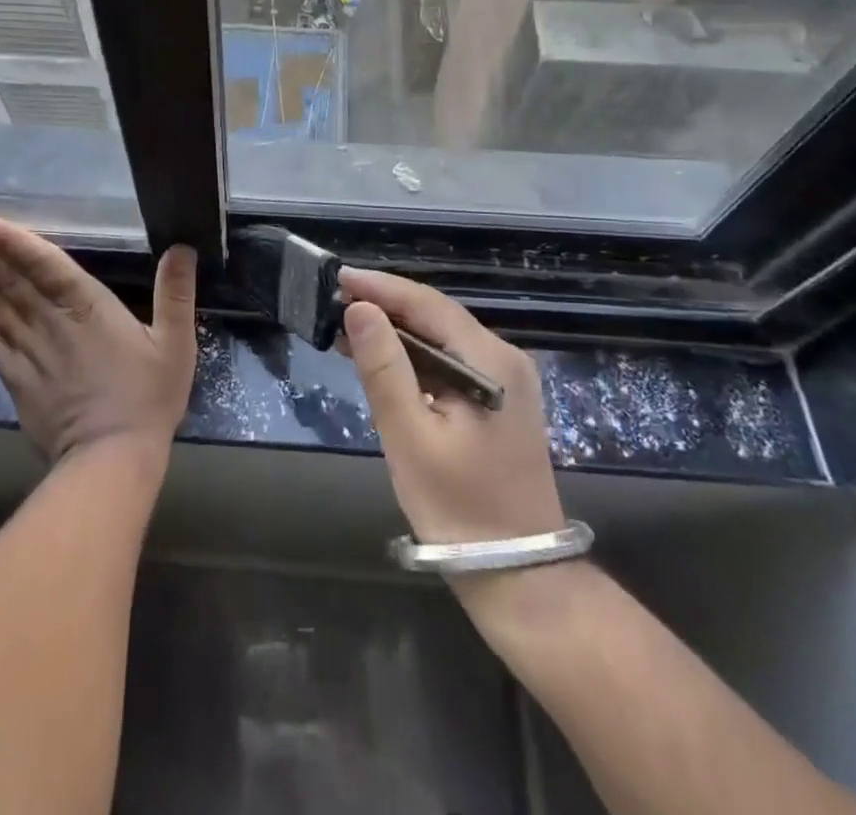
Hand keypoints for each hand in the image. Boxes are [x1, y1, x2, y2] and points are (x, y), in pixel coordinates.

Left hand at [0, 216, 197, 463]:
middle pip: (8, 281)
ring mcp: (29, 351)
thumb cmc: (147, 397)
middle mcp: (51, 322)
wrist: (110, 460)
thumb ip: (176, 293)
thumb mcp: (175, 343)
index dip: (10, 240)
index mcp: (87, 307)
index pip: (42, 263)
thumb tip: (182, 246)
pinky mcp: (18, 379)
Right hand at [339, 267, 563, 546]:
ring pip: (442, 339)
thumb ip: (384, 368)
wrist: (520, 577)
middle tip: (335, 301)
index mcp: (491, 361)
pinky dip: (413, 357)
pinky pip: (450, 362)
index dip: (381, 287)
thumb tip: (359, 308)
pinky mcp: (499, 403)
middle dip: (386, 305)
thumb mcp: (410, 436)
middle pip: (437, 316)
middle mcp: (504, 360)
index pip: (428, 304)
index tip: (338, 277)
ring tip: (347, 326)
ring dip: (397, 331)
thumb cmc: (459, 508)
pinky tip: (382, 361)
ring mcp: (505, 382)